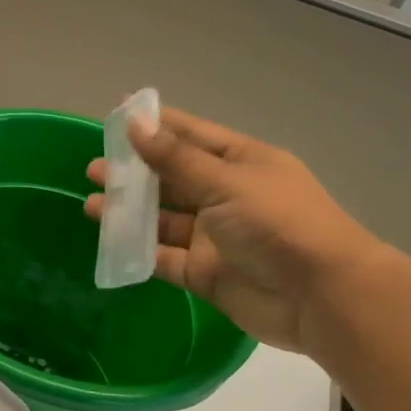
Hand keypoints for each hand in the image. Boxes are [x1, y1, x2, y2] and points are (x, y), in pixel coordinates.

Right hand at [86, 105, 390, 353]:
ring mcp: (214, 237)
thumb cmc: (278, 223)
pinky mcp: (205, 273)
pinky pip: (164, 258)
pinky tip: (110, 242)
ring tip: (91, 204)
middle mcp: (226, 196)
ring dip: (129, 212)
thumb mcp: (225, 182)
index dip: (154, 125)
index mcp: (240, 163)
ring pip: (163, 219)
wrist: (320, 297)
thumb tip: (136, 124)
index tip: (116, 113)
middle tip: (94, 169)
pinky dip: (139, 251)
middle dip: (133, 172)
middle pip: (171, 179)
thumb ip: (175, 159)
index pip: (190, 136)